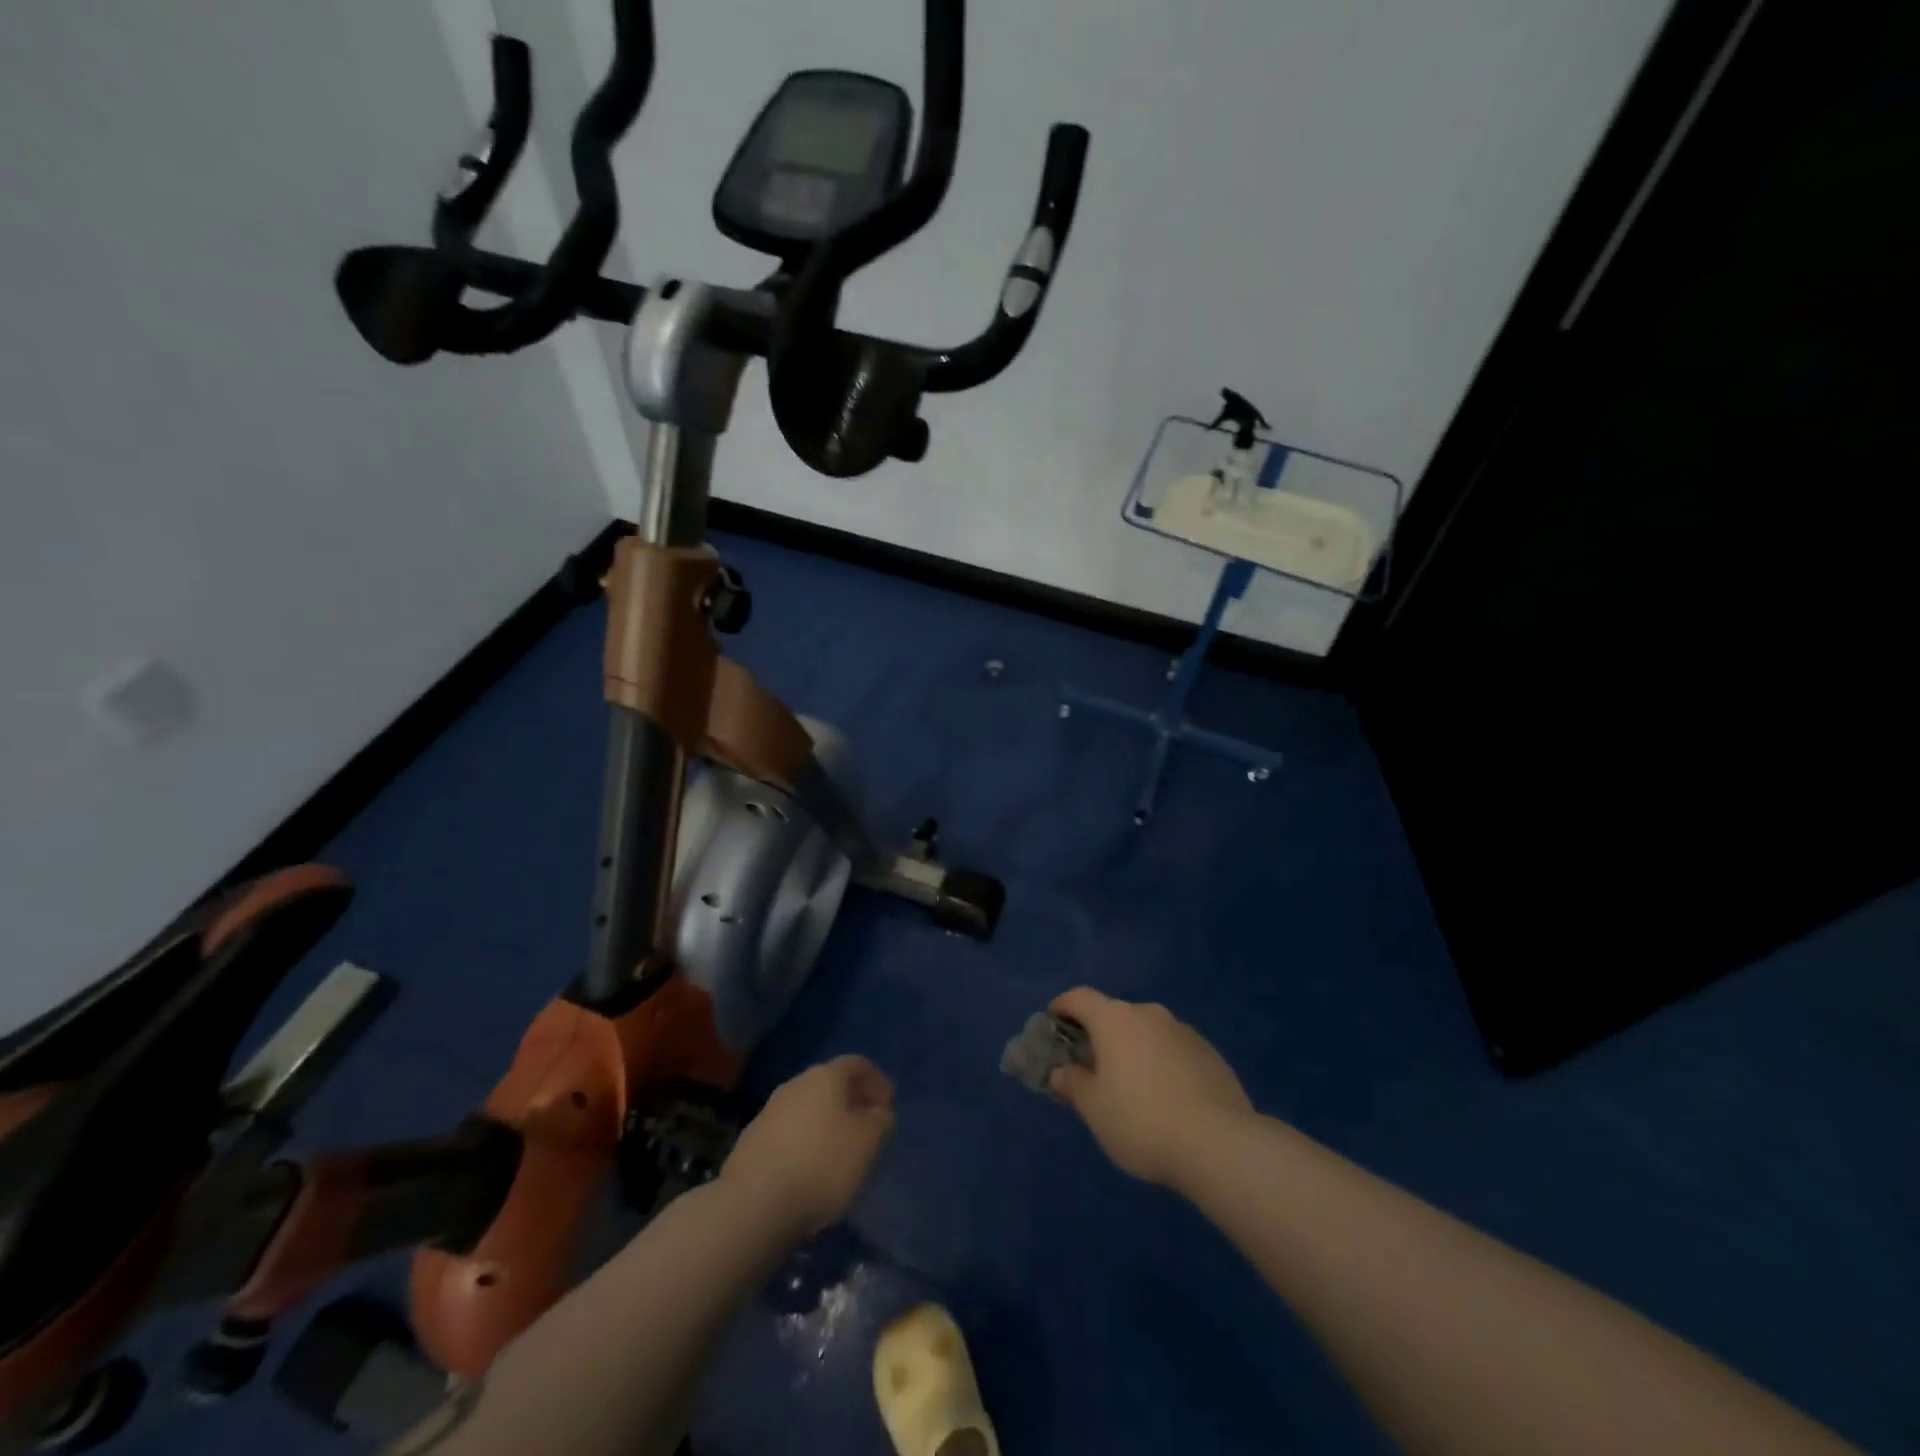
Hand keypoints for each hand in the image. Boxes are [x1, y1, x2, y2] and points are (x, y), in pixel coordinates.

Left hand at [721, 1056, 896, 1239]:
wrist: (754, 1204)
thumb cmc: (822, 1165)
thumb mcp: (869, 1143)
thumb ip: (882, 1121)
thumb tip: (878, 1112)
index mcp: (826, 1076)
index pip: (858, 1064)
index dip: (877, 1082)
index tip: (888, 1106)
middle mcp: (796, 1084)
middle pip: (831, 1085)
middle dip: (851, 1103)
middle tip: (867, 1130)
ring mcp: (769, 1112)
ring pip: (808, 1109)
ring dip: (827, 1124)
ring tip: (840, 1154)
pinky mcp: (752, 1142)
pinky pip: (789, 1133)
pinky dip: (805, 1143)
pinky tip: (810, 1171)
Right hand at [1048, 988, 1253, 1188]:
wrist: (1220, 1145)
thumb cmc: (1142, 1121)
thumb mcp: (1094, 1109)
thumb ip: (1073, 1084)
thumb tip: (1061, 1072)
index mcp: (1115, 1019)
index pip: (1079, 998)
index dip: (1062, 1007)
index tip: (1052, 1024)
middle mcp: (1149, 1014)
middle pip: (1114, 1015)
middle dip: (1099, 1035)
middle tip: (1091, 1067)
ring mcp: (1184, 1031)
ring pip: (1147, 1033)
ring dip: (1133, 1050)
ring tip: (1131, 1087)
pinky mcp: (1210, 1054)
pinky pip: (1173, 1050)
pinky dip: (1161, 1064)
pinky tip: (1166, 1099)